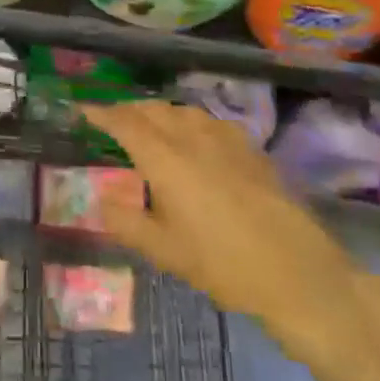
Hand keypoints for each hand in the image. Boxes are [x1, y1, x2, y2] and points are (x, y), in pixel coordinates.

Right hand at [81, 101, 366, 364]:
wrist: (295, 271)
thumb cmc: (221, 263)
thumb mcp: (164, 251)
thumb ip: (126, 222)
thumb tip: (102, 201)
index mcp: (165, 159)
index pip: (125, 123)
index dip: (102, 113)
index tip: (83, 110)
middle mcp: (192, 138)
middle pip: (154, 109)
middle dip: (129, 110)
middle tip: (112, 122)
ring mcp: (225, 140)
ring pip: (183, 111)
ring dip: (159, 112)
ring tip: (149, 127)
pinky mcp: (250, 149)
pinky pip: (210, 121)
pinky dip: (189, 121)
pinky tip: (194, 140)